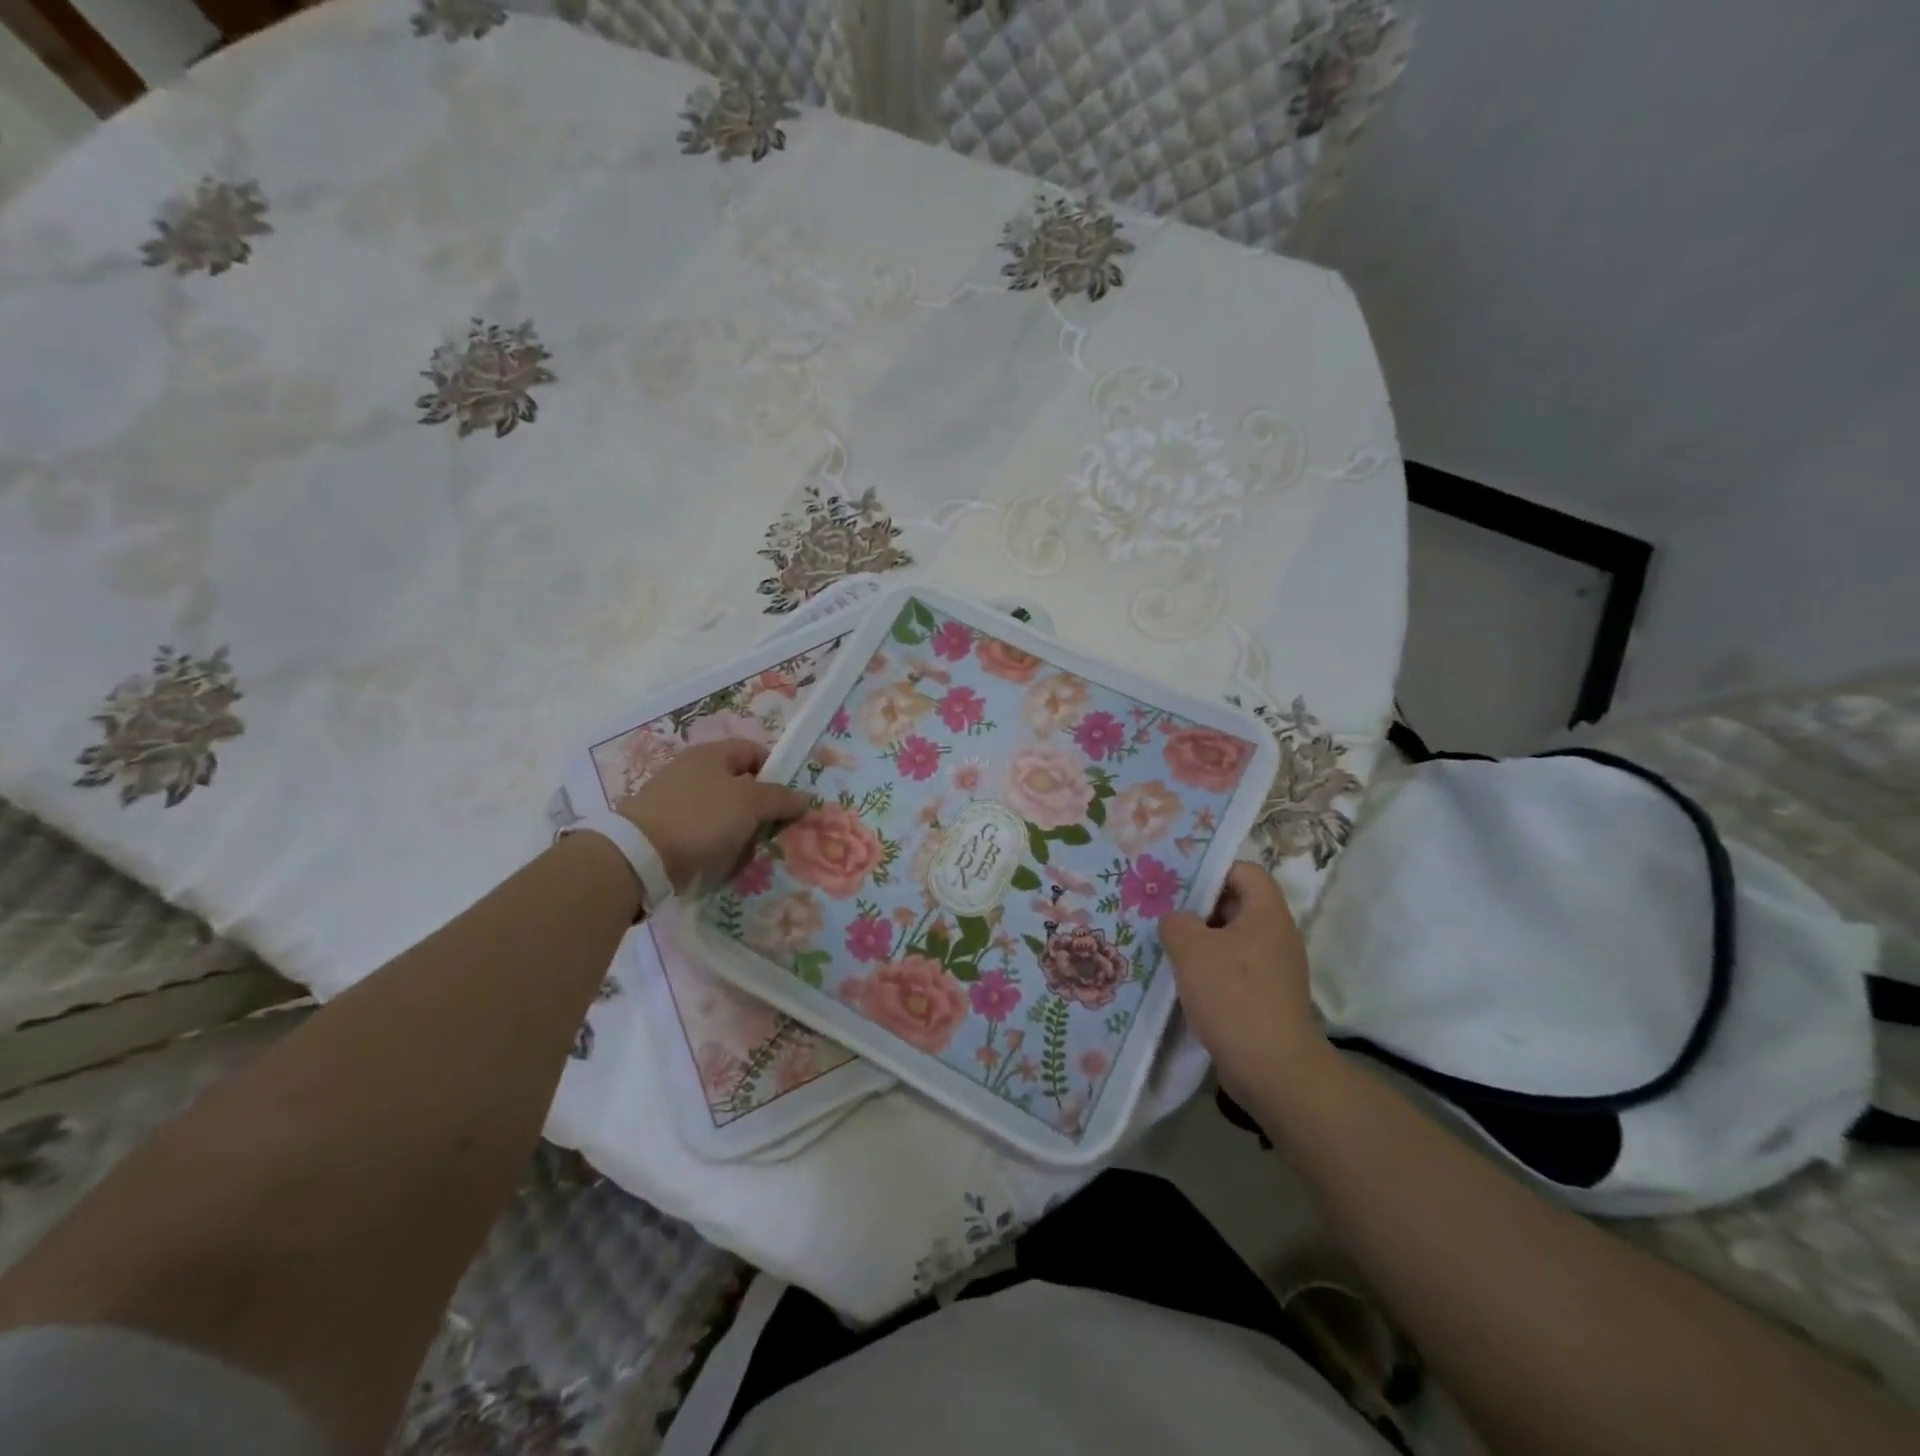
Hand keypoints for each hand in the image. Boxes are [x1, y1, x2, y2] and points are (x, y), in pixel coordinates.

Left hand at [620, 739, 810, 893]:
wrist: (640, 856)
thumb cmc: (701, 817)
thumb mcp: (750, 803)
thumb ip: (780, 798)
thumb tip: (805, 796)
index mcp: (711, 754)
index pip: (753, 751)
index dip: (776, 771)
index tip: (790, 798)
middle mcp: (692, 770)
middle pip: (738, 783)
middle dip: (760, 806)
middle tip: (776, 828)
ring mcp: (675, 800)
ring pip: (722, 811)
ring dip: (740, 828)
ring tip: (752, 849)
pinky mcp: (665, 828)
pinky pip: (703, 831)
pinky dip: (717, 843)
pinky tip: (725, 859)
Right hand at [1160, 861, 1325, 1102]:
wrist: (1272, 1069)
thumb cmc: (1233, 995)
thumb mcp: (1191, 949)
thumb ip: (1176, 922)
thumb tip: (1178, 922)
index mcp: (1267, 913)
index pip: (1244, 871)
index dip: (1212, 871)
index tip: (1179, 885)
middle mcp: (1277, 936)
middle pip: (1237, 904)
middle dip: (1199, 908)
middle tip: (1164, 914)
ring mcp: (1276, 969)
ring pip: (1234, 940)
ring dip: (1202, 942)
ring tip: (1168, 948)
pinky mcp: (1268, 998)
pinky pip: (1237, 970)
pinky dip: (1212, 971)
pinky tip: (1184, 982)